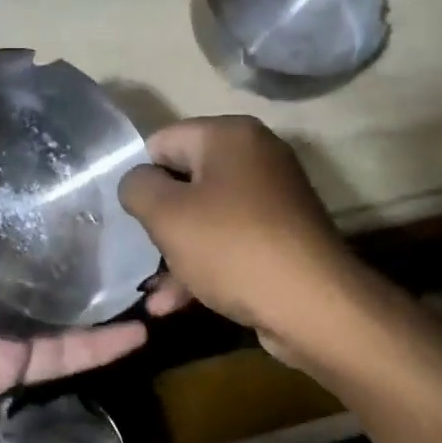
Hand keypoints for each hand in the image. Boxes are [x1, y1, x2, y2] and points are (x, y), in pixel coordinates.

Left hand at [0, 88, 166, 442]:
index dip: (27, 162)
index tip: (71, 138)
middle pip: (40, 240)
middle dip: (82, 223)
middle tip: (134, 199)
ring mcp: (1, 316)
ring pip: (64, 296)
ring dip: (105, 284)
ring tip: (155, 260)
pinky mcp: (13, 361)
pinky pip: (64, 351)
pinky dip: (100, 345)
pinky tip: (142, 329)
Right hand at [118, 116, 356, 347]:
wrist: (314, 306)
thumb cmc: (232, 247)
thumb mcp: (166, 214)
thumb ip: (137, 187)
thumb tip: (137, 181)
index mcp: (229, 136)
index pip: (162, 141)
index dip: (139, 176)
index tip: (127, 214)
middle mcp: (255, 156)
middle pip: (185, 179)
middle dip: (158, 219)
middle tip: (138, 251)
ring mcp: (272, 198)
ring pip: (205, 217)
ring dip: (176, 252)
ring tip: (153, 294)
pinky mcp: (281, 236)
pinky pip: (230, 241)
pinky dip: (204, 265)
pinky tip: (175, 305)